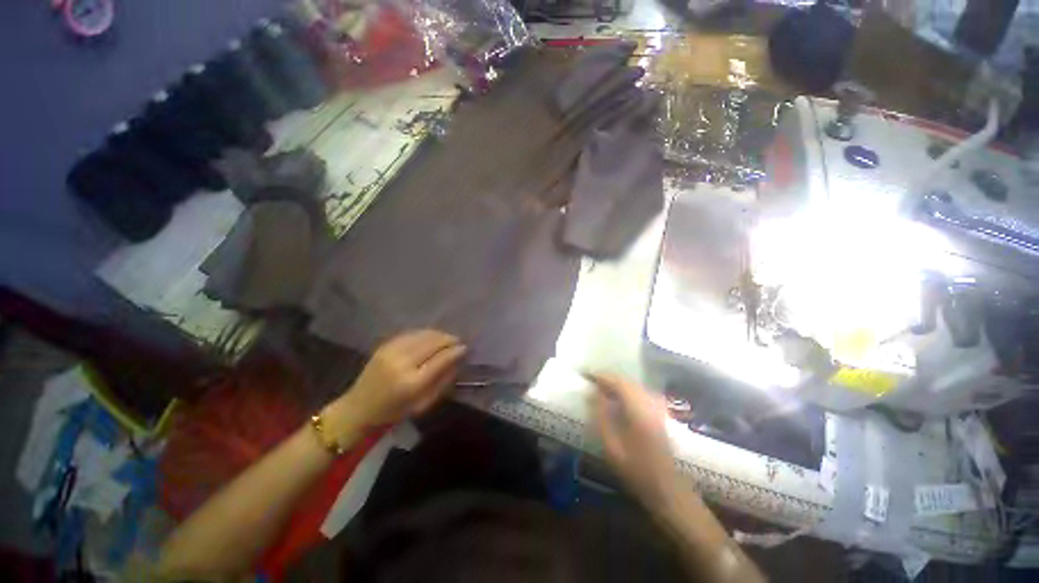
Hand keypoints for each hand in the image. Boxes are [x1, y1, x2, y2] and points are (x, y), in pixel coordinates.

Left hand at [330, 330, 465, 433]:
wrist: (359, 407)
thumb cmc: (394, 412)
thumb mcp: (423, 404)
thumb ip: (443, 381)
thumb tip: (459, 360)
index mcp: (412, 383)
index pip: (441, 359)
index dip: (455, 351)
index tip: (465, 348)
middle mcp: (402, 363)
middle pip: (432, 343)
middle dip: (449, 339)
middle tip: (459, 341)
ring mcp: (391, 351)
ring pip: (423, 335)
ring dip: (439, 334)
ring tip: (447, 338)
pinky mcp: (385, 345)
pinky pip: (411, 334)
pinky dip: (425, 333)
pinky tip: (432, 336)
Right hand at [587, 373, 678, 509]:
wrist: (667, 489)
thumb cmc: (636, 470)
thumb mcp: (611, 446)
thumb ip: (601, 416)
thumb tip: (593, 394)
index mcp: (638, 410)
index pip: (618, 382)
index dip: (601, 376)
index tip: (586, 374)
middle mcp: (650, 404)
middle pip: (628, 381)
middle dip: (609, 378)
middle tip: (592, 380)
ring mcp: (657, 408)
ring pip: (635, 385)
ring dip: (618, 383)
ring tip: (602, 387)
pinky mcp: (660, 414)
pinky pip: (641, 392)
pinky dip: (627, 390)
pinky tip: (619, 397)